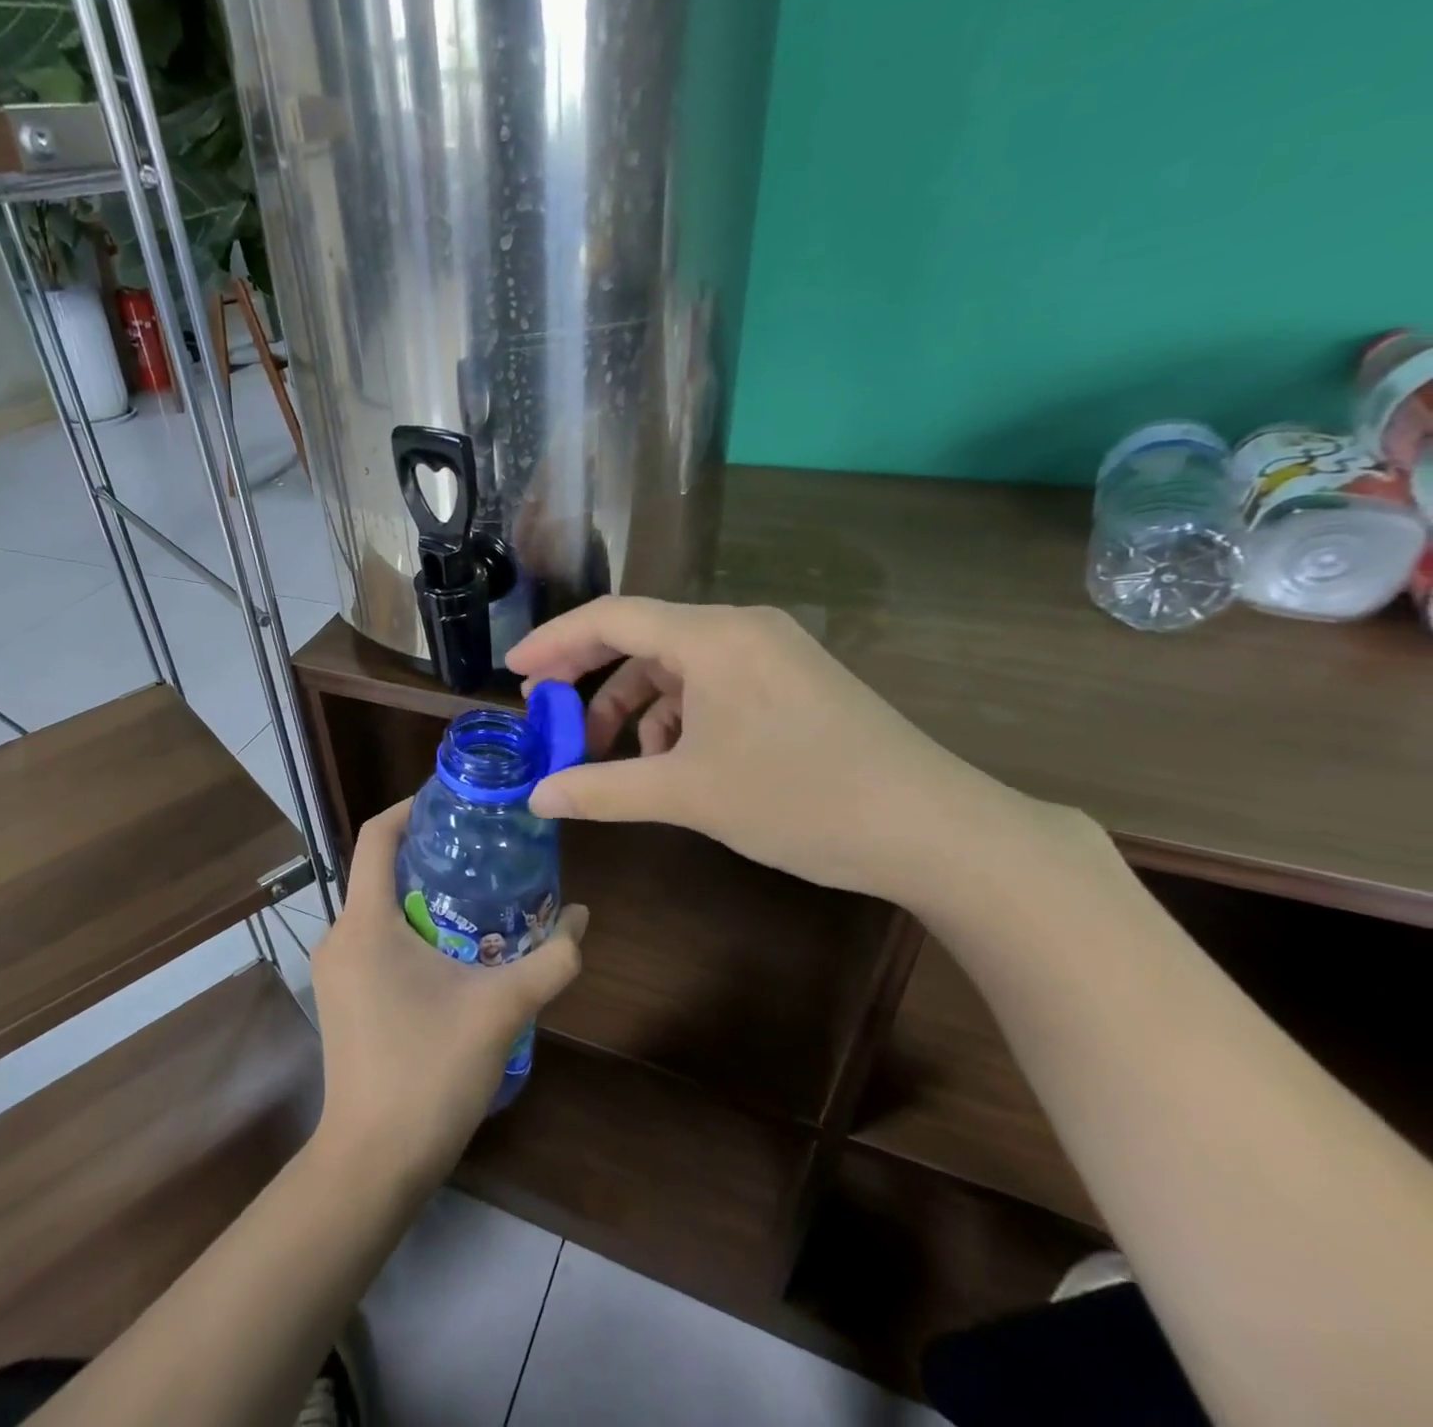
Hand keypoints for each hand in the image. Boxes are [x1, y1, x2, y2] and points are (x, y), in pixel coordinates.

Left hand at [310, 799, 586, 1191]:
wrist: (373, 1163)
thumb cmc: (429, 1073)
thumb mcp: (501, 1010)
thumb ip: (552, 961)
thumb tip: (582, 919)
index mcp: (365, 922)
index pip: (376, 836)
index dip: (411, 806)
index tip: (455, 799)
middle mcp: (339, 935)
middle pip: (381, 868)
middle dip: (431, 852)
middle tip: (485, 846)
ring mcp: (334, 968)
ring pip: (379, 906)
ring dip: (425, 893)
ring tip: (480, 892)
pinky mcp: (342, 995)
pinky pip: (374, 937)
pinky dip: (411, 926)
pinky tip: (455, 945)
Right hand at [506, 597, 1039, 909]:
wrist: (932, 829)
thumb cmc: (800, 799)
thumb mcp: (688, 794)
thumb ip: (602, 790)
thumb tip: (536, 798)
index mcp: (713, 636)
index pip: (611, 618)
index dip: (554, 643)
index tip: (514, 674)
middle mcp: (741, 629)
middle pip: (641, 639)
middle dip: (590, 680)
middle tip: (550, 719)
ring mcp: (773, 653)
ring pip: (678, 668)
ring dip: (637, 708)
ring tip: (620, 761)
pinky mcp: (793, 682)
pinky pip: (714, 686)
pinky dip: (680, 718)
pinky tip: (677, 763)